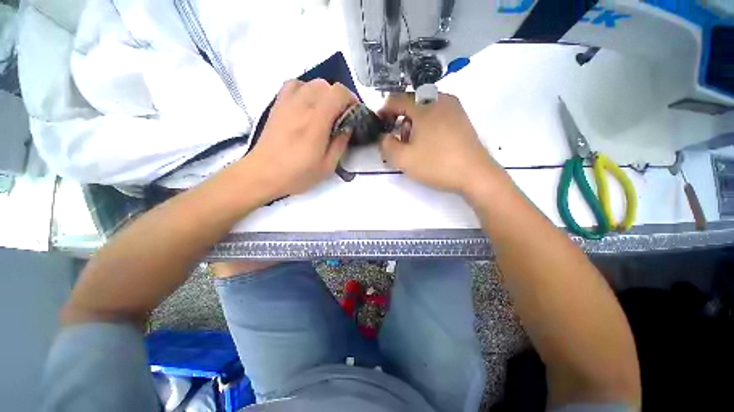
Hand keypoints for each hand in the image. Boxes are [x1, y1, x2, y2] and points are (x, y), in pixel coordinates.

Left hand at [242, 79, 356, 199]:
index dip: (351, 99)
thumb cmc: (297, 174)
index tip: (354, 113)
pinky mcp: (278, 104)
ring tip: (325, 112)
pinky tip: (307, 104)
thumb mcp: (327, 166)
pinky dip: (306, 89)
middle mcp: (303, 105)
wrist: (263, 173)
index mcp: (317, 122)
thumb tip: (348, 127)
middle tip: (341, 117)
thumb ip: (340, 144)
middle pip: (327, 85)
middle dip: (339, 98)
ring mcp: (288, 103)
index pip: (338, 93)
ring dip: (324, 94)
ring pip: (312, 83)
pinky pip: (294, 85)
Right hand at [379, 93, 504, 196]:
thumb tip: (384, 136)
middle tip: (399, 141)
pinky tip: (430, 143)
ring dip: (413, 124)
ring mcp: (454, 108)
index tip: (379, 126)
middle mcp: (440, 99)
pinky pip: (437, 115)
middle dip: (400, 120)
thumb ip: (386, 145)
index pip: (396, 99)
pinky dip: (427, 126)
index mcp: (424, 105)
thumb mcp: (403, 159)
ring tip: (415, 145)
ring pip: (425, 110)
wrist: (475, 175)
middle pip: (411, 104)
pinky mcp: (462, 119)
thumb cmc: (437, 164)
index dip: (383, 111)